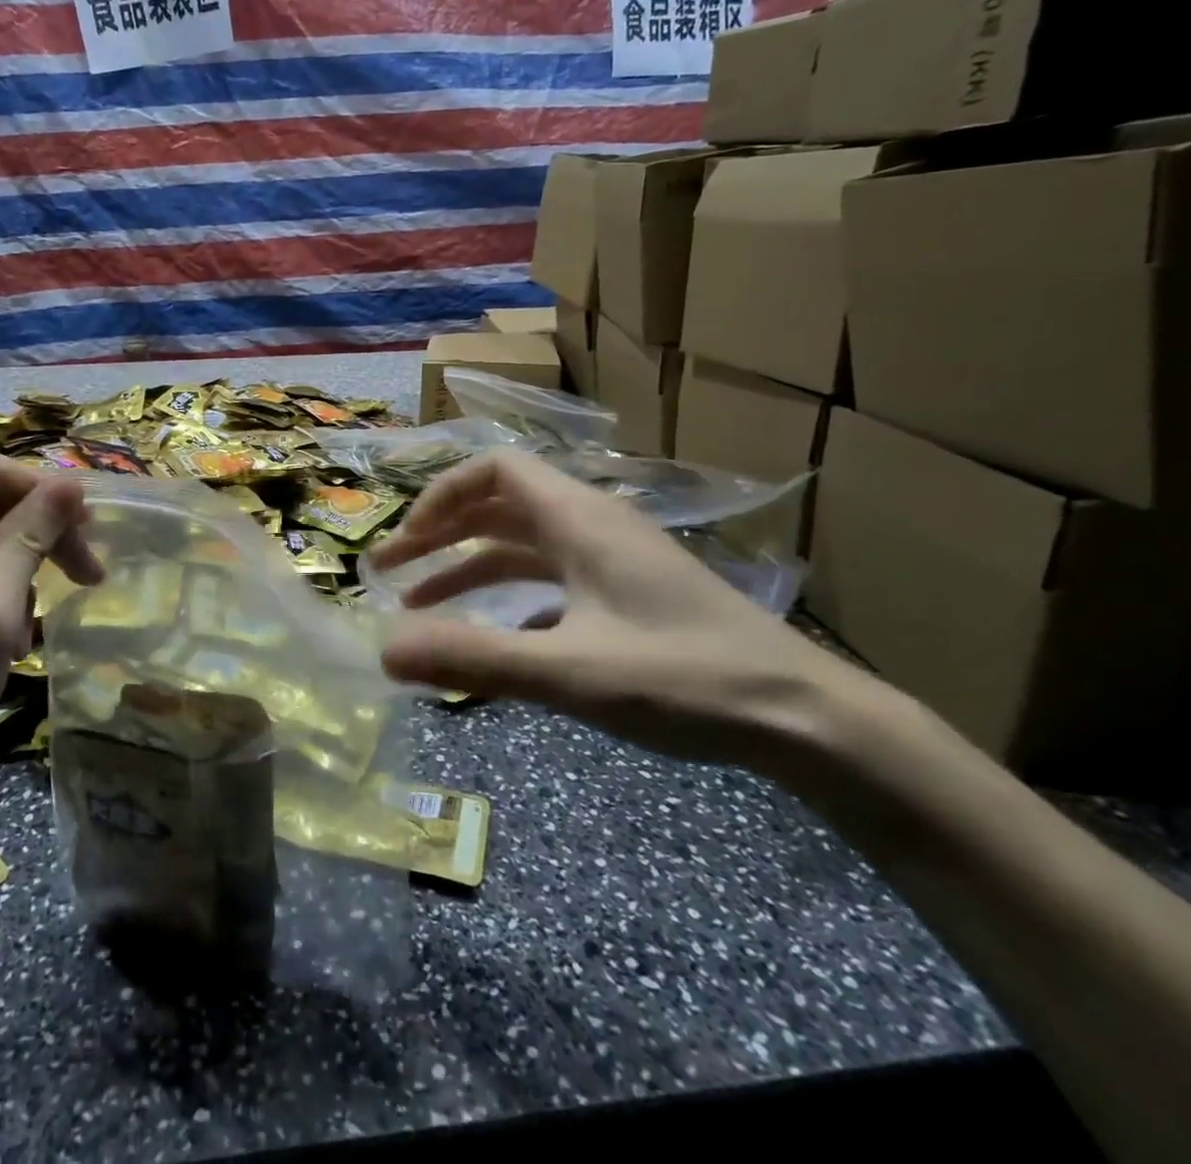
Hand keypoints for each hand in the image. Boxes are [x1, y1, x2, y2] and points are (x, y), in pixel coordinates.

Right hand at [366, 449, 868, 772]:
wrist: (806, 720)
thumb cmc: (685, 678)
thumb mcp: (570, 672)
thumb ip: (474, 657)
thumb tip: (384, 648)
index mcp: (579, 519)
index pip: (494, 470)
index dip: (440, 497)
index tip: (404, 541)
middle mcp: (592, 526)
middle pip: (499, 506)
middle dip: (440, 534)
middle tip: (389, 571)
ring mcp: (613, 561)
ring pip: (522, 546)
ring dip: (468, 568)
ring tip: (419, 607)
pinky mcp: (627, 595)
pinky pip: (550, 580)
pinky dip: (508, 598)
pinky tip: (494, 638)